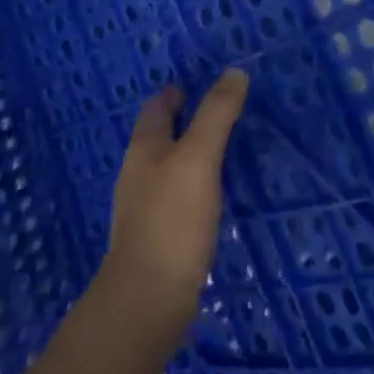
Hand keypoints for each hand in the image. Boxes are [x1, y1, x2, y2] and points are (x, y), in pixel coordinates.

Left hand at [99, 69, 248, 354]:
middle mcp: (138, 174)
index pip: (157, 107)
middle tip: (220, 113)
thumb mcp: (200, 157)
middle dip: (184, 122)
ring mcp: (144, 210)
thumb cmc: (172, 219)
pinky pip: (176, 200)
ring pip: (167, 169)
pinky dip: (193, 188)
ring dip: (189, 156)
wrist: (147, 302)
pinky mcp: (156, 240)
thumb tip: (235, 71)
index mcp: (144, 148)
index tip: (202, 83)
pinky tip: (212, 198)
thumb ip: (217, 113)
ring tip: (221, 152)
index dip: (176, 92)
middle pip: (159, 137)